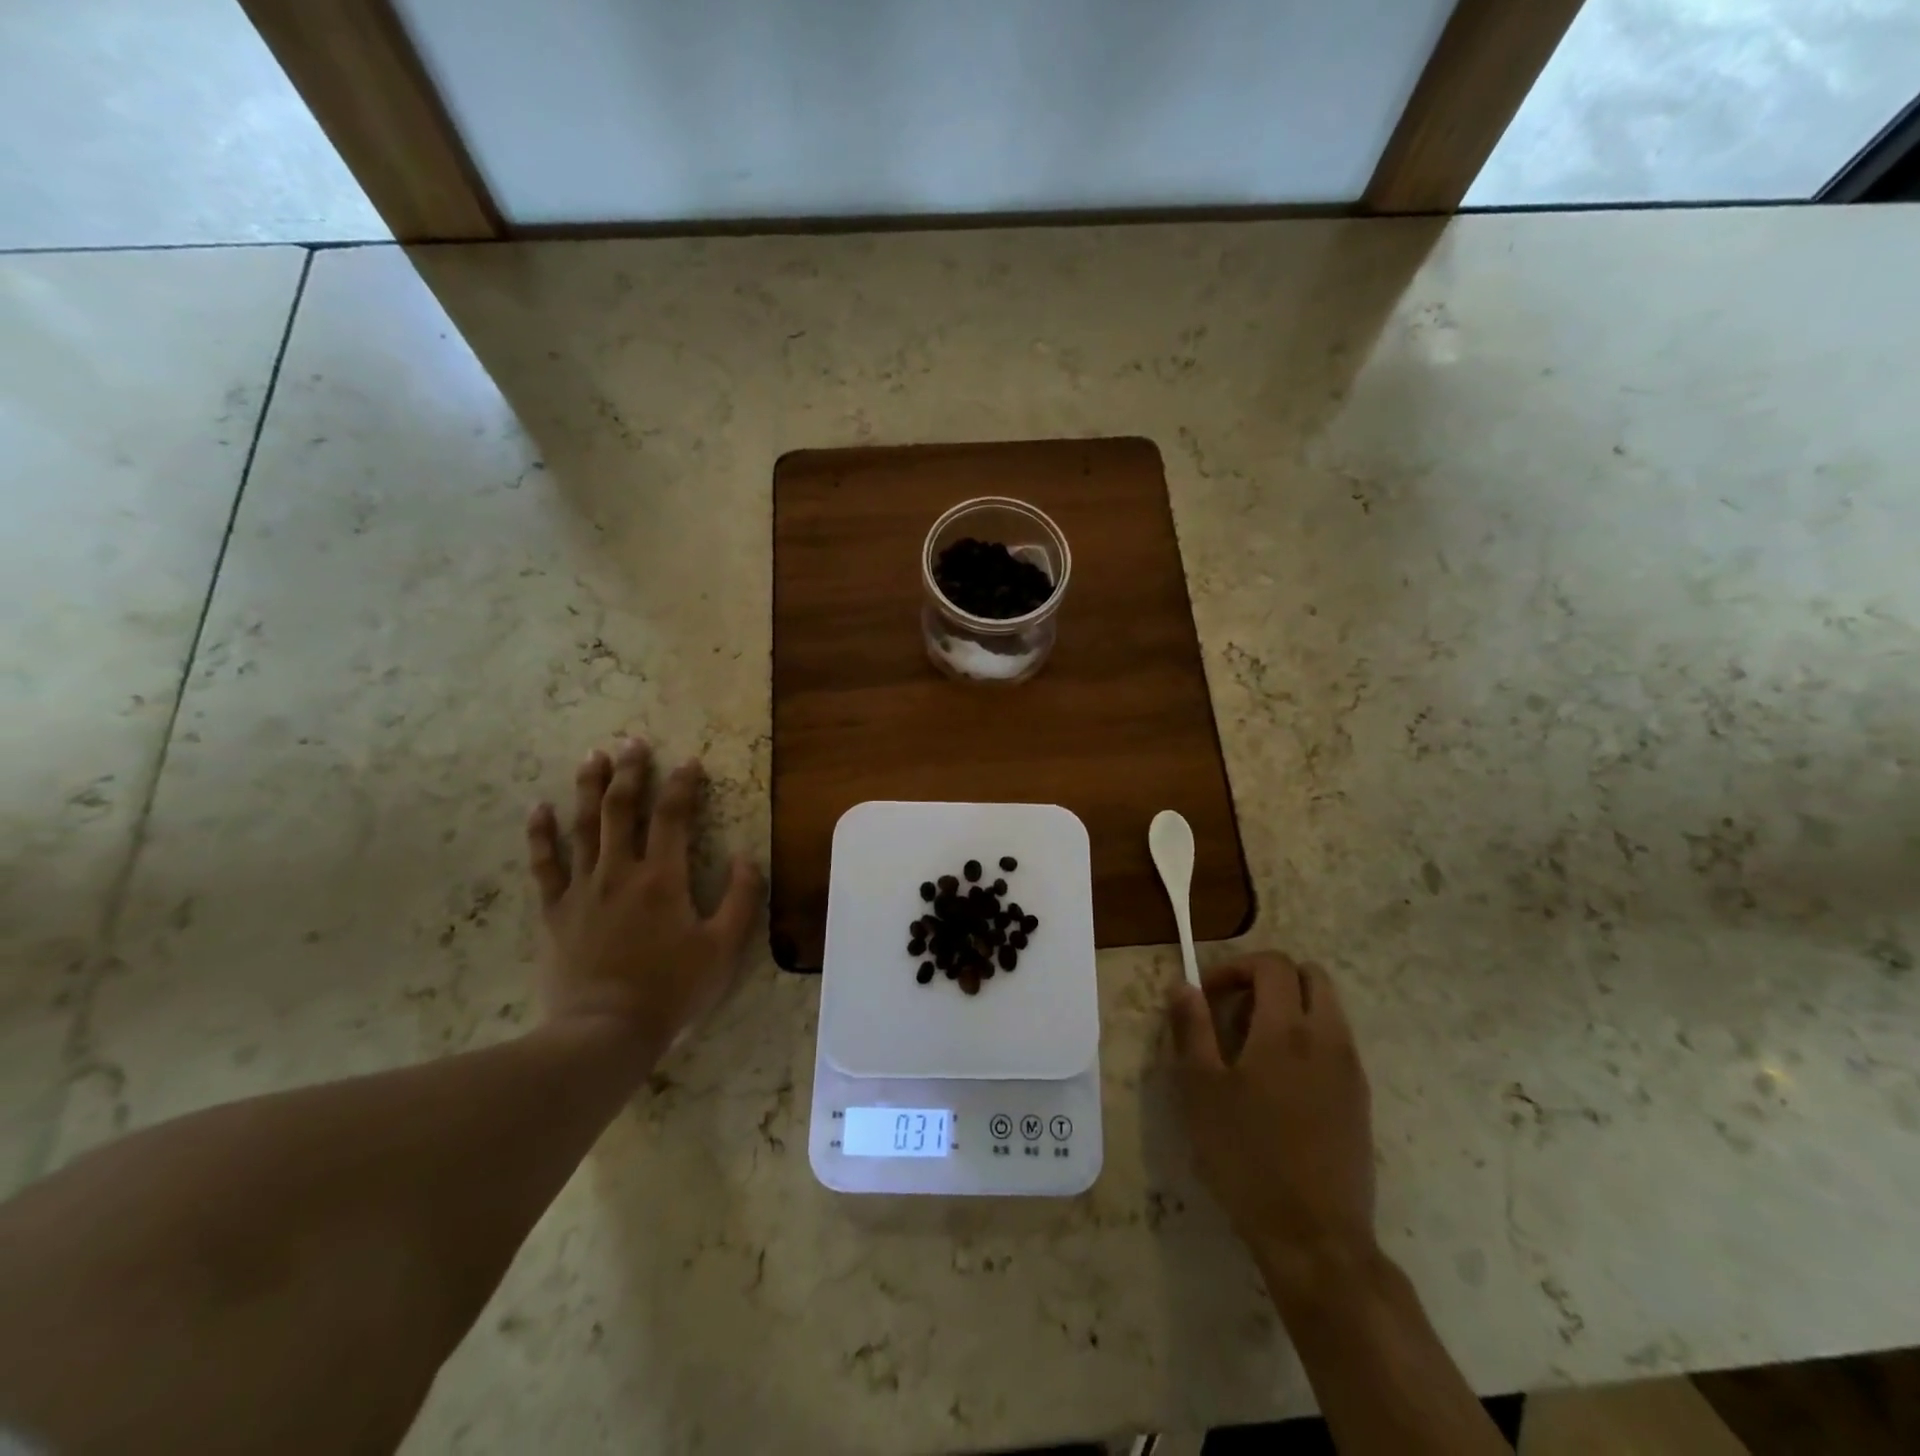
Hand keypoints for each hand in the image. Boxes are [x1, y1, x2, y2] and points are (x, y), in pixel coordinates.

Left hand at [526, 738, 762, 1052]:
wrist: (604, 1032)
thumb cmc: (671, 990)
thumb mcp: (724, 949)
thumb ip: (741, 899)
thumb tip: (748, 856)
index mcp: (663, 878)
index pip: (673, 816)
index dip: (682, 785)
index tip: (690, 762)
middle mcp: (619, 872)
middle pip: (621, 809)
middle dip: (630, 772)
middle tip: (632, 741)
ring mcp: (581, 890)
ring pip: (582, 826)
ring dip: (588, 788)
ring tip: (593, 756)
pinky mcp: (555, 911)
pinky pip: (544, 865)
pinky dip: (540, 834)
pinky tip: (538, 808)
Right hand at [1170, 952, 1377, 1301]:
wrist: (1316, 1239)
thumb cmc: (1247, 1158)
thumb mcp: (1202, 1090)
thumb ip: (1192, 1028)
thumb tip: (1184, 985)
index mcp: (1287, 1030)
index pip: (1272, 964)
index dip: (1236, 967)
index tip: (1208, 995)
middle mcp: (1328, 1039)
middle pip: (1311, 975)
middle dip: (1270, 978)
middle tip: (1235, 1009)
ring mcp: (1351, 1070)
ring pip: (1329, 1008)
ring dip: (1292, 1006)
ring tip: (1254, 1045)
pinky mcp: (1361, 1100)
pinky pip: (1337, 1042)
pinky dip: (1309, 1037)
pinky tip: (1279, 1081)